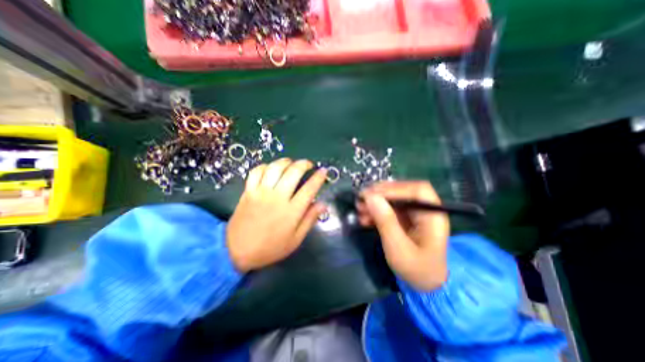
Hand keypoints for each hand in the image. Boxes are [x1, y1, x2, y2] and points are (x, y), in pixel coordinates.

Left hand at [226, 158, 326, 271]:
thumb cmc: (270, 248)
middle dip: (304, 164)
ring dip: (286, 162)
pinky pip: (256, 172)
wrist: (237, 251)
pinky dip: (265, 166)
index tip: (323, 171)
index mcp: (291, 211)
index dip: (318, 177)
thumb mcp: (295, 240)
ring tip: (291, 163)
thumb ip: (310, 220)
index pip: (309, 189)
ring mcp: (261, 192)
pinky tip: (271, 168)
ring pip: (275, 168)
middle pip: (293, 172)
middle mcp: (278, 198)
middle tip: (308, 165)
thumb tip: (322, 204)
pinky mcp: (248, 191)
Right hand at [358, 180, 448, 290]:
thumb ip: (386, 222)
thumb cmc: (416, 269)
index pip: (418, 190)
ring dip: (375, 202)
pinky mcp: (405, 219)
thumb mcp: (399, 249)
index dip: (395, 188)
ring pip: (394, 199)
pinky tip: (365, 217)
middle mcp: (424, 210)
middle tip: (361, 199)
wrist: (425, 284)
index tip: (372, 194)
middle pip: (403, 192)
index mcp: (433, 216)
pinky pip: (389, 209)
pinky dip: (376, 211)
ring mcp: (414, 214)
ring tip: (360, 209)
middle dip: (381, 194)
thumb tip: (370, 197)